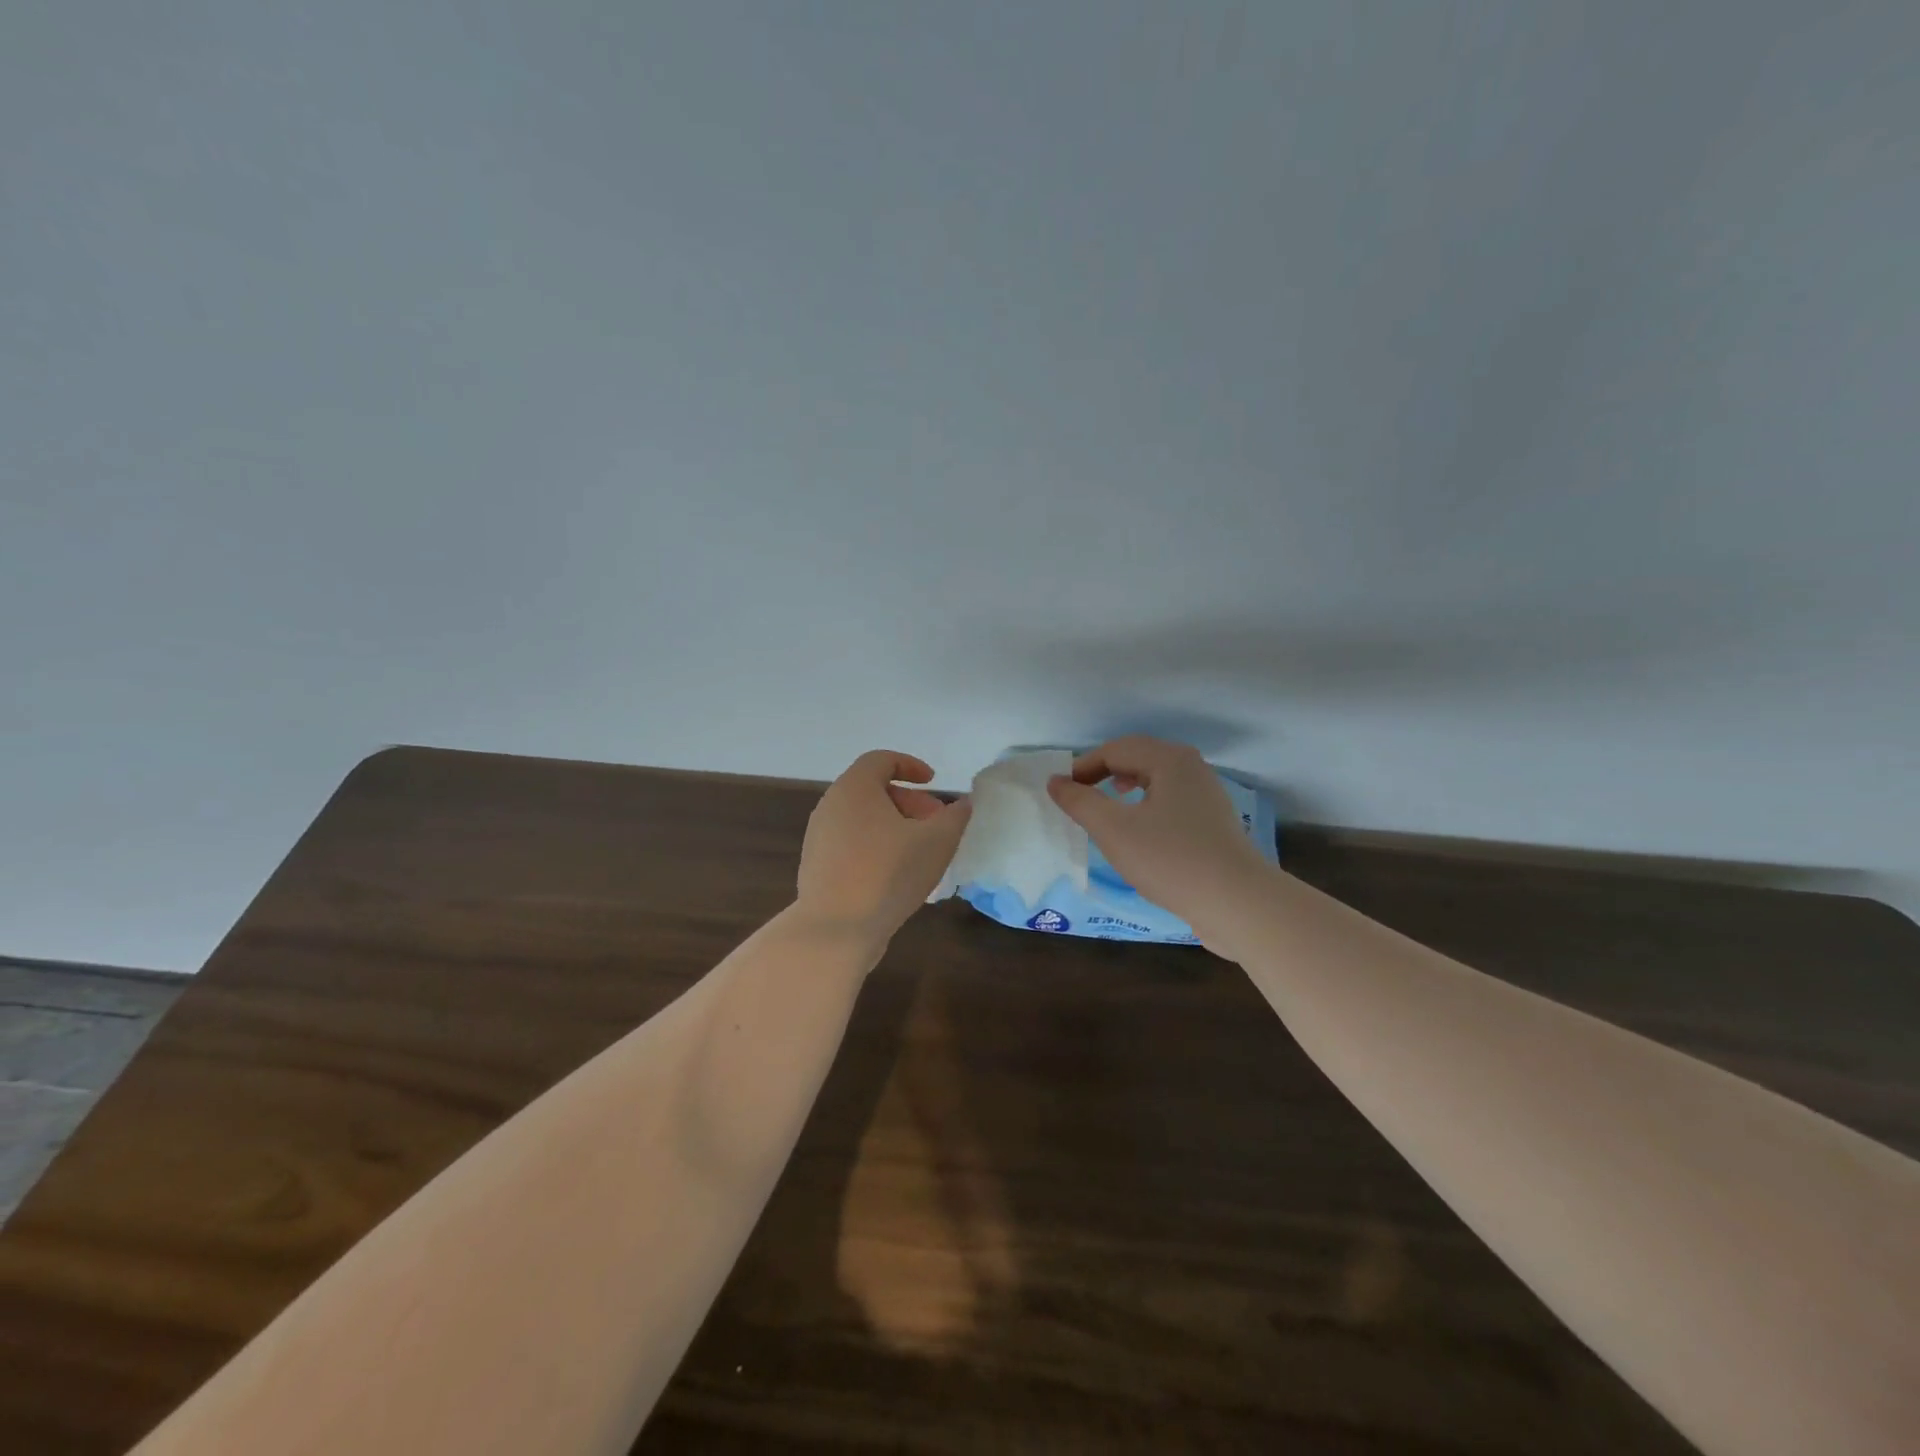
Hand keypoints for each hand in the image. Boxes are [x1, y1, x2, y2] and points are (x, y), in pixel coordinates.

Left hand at [796, 751, 971, 946]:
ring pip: (862, 819)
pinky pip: (851, 844)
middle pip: (872, 790)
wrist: (835, 930)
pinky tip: (896, 876)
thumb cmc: (888, 874)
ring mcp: (819, 838)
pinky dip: (876, 847)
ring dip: (894, 826)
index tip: (933, 783)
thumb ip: (955, 817)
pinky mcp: (816, 867)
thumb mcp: (936, 842)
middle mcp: (831, 806)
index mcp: (854, 789)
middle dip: (909, 802)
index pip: (881, 760)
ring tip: (921, 852)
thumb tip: (963, 803)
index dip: (910, 765)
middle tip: (935, 824)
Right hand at [1047, 737, 1270, 935]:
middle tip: (1080, 797)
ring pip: (1156, 780)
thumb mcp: (1113, 830)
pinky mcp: (1213, 823)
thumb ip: (1080, 802)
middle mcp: (1191, 768)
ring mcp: (1206, 795)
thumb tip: (1055, 782)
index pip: (1115, 750)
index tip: (1061, 793)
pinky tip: (1139, 834)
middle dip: (1104, 773)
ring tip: (1107, 809)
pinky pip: (1170, 801)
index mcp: (1169, 760)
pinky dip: (1146, 807)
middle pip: (1138, 758)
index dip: (1083, 767)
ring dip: (1125, 788)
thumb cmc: (1169, 859)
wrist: (1236, 903)